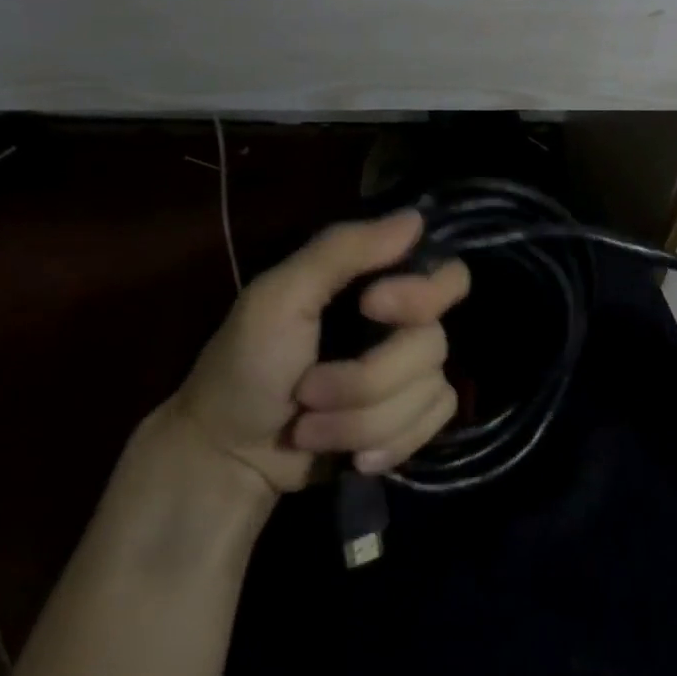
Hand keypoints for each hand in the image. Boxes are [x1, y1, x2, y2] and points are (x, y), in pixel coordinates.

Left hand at [169, 210, 469, 496]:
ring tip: (311, 428)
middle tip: (309, 391)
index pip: (446, 276)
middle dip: (367, 380)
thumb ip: (341, 251)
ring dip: (362, 421)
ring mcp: (411, 375)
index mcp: (377, 283)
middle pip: (433, 343)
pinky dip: (390, 444)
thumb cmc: (245, 365)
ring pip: (430, 391)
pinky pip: (434, 423)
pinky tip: (356, 457)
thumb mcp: (278, 296)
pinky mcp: (412, 420)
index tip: (371, 307)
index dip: (421, 294)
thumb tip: (415, 218)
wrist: (229, 455)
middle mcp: (403, 324)